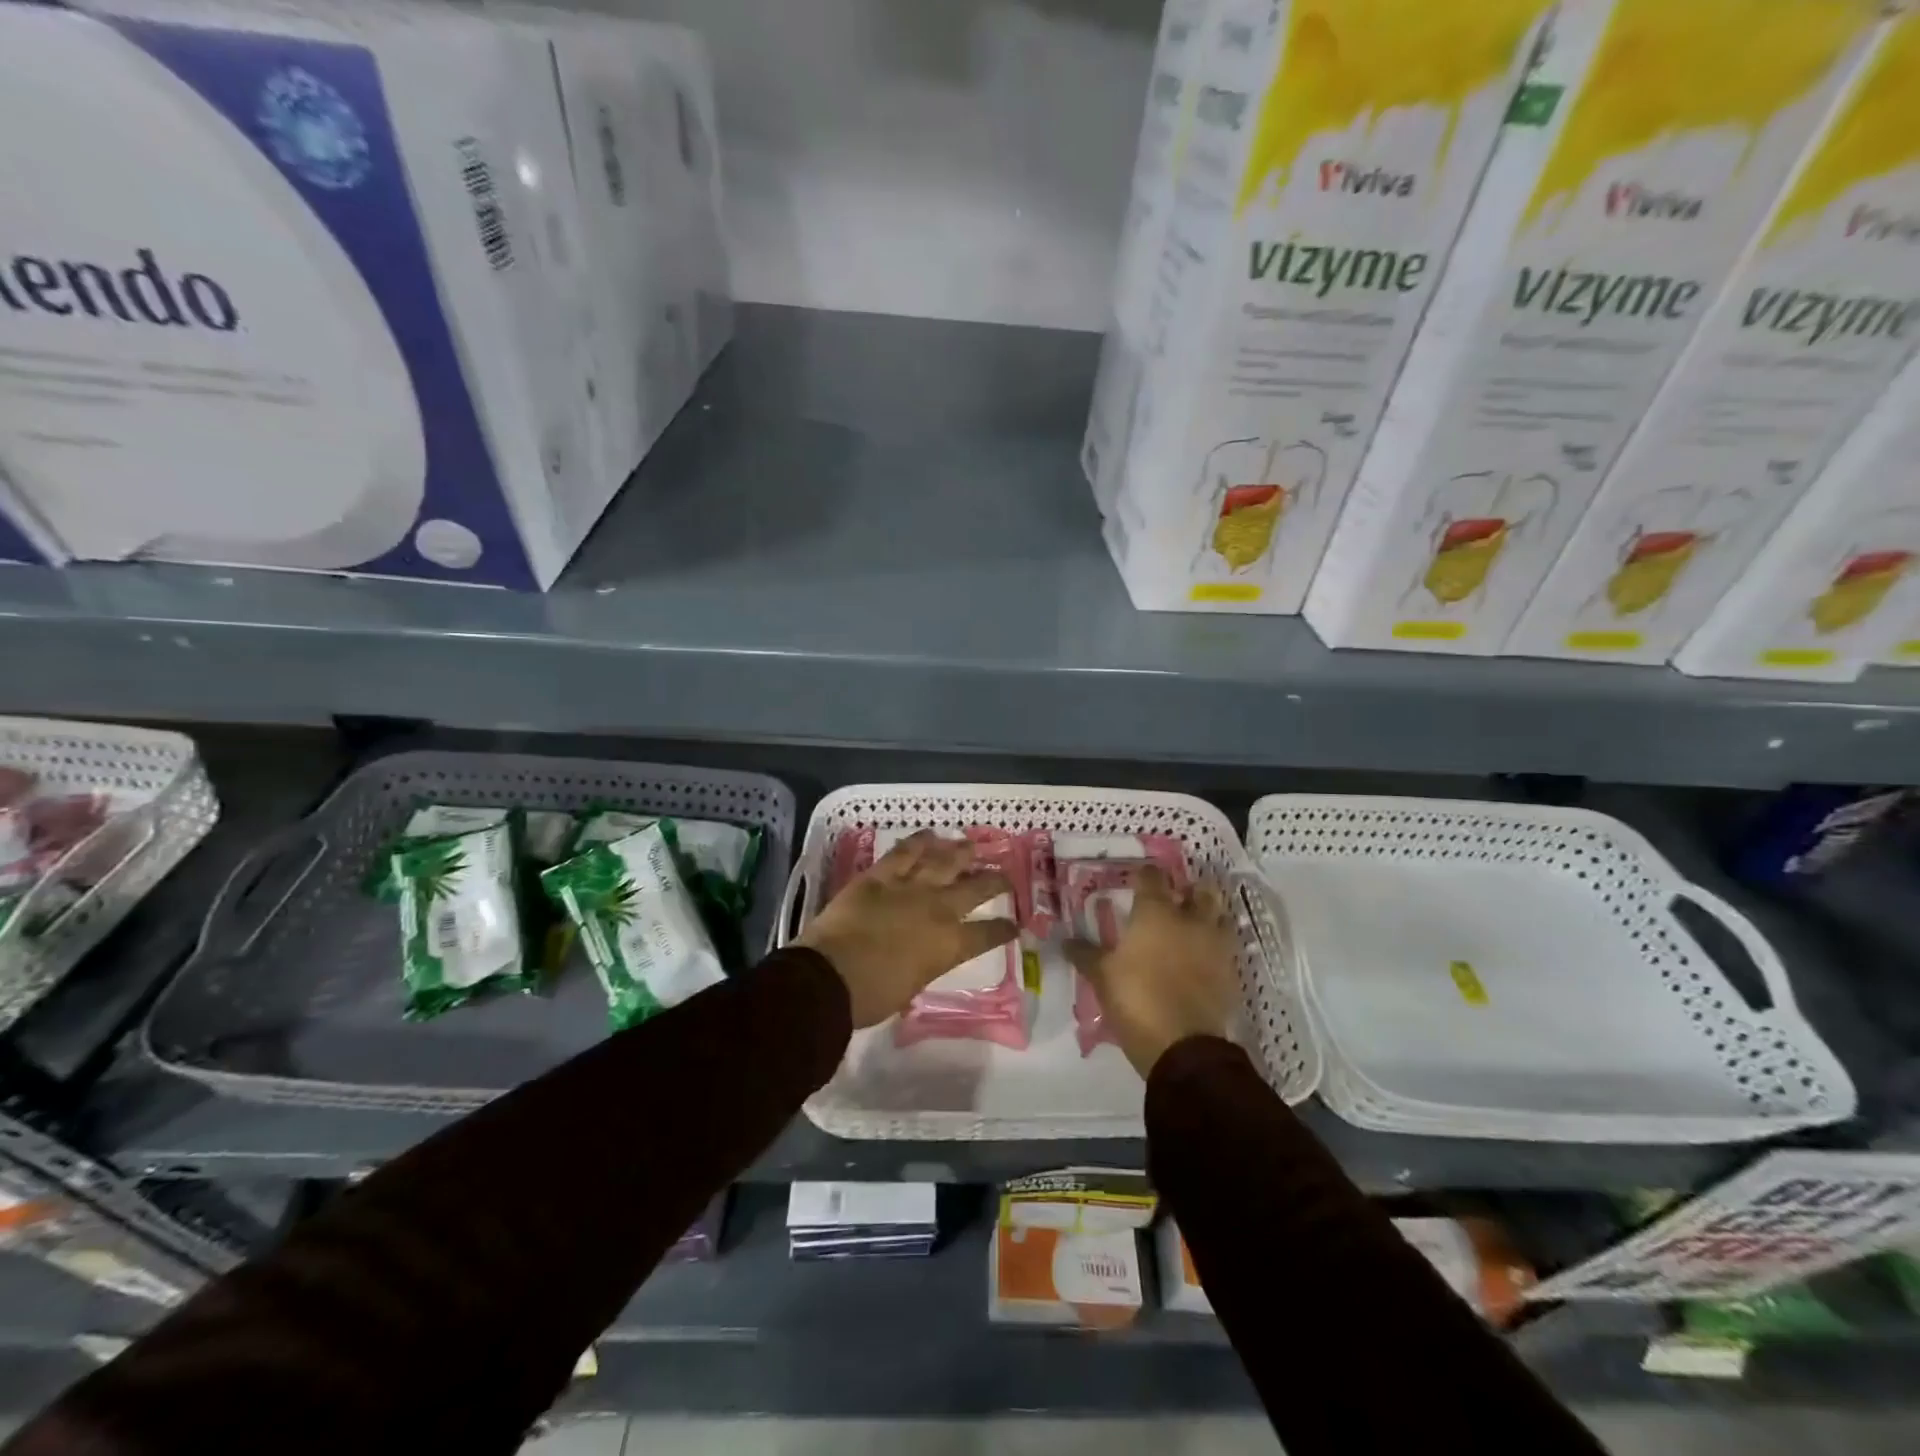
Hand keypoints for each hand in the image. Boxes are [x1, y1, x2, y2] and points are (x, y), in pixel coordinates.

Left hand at [798, 830, 1017, 1027]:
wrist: (831, 975)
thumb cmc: (871, 996)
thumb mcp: (910, 987)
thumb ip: (924, 966)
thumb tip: (922, 958)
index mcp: (948, 945)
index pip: (986, 935)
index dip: (1003, 930)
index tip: (1014, 926)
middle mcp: (937, 910)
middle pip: (974, 889)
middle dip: (993, 882)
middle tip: (1005, 876)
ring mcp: (909, 888)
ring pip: (943, 862)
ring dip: (959, 853)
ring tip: (971, 845)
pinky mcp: (880, 876)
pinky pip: (903, 853)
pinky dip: (917, 842)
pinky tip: (929, 835)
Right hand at [1066, 866, 1236, 1077]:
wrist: (1184, 1047)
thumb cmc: (1137, 1000)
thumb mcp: (1102, 977)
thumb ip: (1085, 954)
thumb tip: (1066, 941)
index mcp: (1156, 913)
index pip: (1152, 877)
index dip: (1144, 875)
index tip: (1136, 880)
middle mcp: (1190, 921)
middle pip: (1200, 891)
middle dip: (1189, 891)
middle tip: (1173, 900)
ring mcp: (1216, 946)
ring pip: (1221, 917)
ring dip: (1209, 916)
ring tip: (1192, 926)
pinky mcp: (1230, 974)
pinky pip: (1226, 950)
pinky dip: (1216, 948)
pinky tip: (1202, 959)